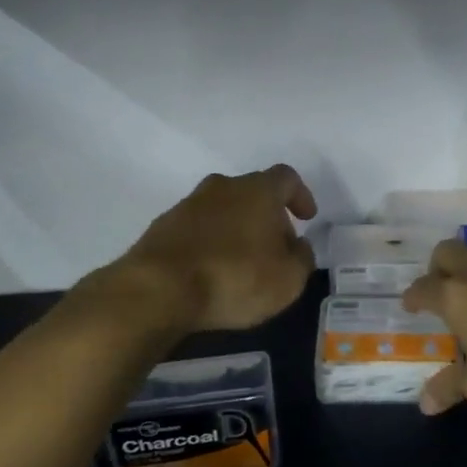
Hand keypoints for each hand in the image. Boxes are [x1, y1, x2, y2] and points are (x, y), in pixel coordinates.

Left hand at [116, 165, 318, 331]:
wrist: (160, 289)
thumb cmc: (236, 278)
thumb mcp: (288, 279)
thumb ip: (301, 257)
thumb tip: (298, 246)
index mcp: (257, 190)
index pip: (286, 178)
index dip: (300, 195)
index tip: (306, 218)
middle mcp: (222, 187)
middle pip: (252, 192)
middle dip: (268, 216)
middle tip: (276, 247)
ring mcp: (187, 205)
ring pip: (222, 209)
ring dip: (236, 229)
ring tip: (243, 262)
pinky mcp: (162, 227)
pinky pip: (197, 229)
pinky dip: (210, 243)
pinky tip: (212, 270)